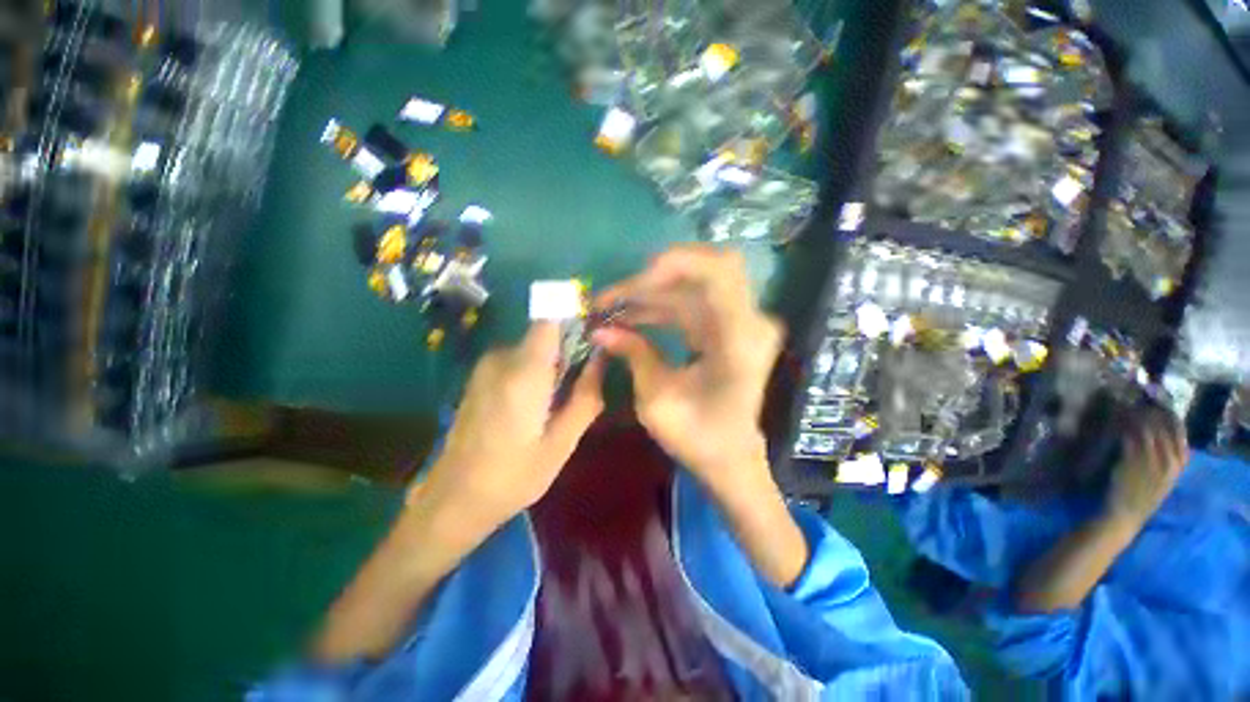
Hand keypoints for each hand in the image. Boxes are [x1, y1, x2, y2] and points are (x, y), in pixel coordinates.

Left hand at [418, 323, 604, 531]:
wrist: (453, 499)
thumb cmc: (514, 476)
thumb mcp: (562, 443)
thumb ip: (586, 396)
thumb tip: (601, 359)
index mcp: (524, 373)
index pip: (550, 317)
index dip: (575, 314)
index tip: (596, 331)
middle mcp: (502, 359)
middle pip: (546, 333)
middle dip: (571, 349)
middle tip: (584, 382)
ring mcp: (487, 366)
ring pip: (534, 348)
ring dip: (554, 364)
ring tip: (560, 402)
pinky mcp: (480, 376)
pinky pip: (519, 359)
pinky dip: (536, 372)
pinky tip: (537, 406)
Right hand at [593, 246, 784, 502]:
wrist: (730, 458)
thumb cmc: (698, 438)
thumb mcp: (656, 400)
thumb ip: (633, 355)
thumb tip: (599, 330)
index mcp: (739, 339)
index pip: (719, 271)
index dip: (674, 265)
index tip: (633, 285)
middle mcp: (747, 322)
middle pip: (704, 270)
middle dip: (653, 278)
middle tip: (614, 297)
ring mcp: (740, 323)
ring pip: (692, 286)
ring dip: (651, 293)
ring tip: (612, 308)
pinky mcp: (727, 328)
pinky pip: (691, 303)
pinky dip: (661, 306)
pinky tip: (632, 316)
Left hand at [1106, 407, 1188, 524]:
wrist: (1126, 515)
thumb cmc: (1142, 497)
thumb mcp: (1163, 478)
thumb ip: (1167, 459)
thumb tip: (1162, 436)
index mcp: (1178, 467)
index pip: (1180, 436)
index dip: (1172, 420)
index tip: (1163, 408)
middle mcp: (1167, 463)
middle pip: (1163, 430)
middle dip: (1154, 414)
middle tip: (1143, 404)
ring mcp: (1149, 463)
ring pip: (1147, 432)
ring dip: (1139, 418)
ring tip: (1130, 408)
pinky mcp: (1131, 463)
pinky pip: (1130, 439)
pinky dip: (1127, 428)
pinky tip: (1122, 421)